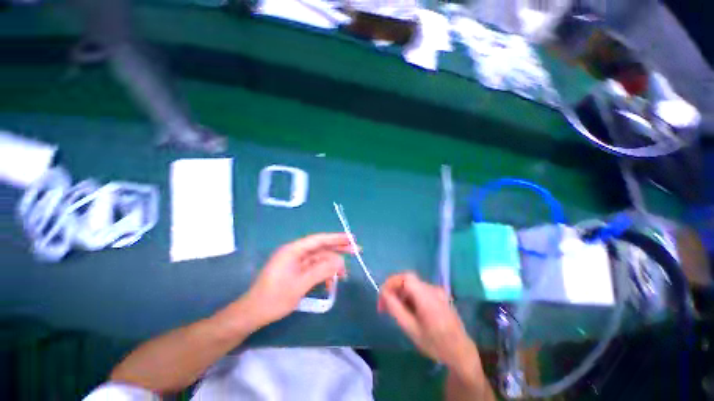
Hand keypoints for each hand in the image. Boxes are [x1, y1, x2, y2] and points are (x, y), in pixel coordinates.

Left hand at [243, 233, 353, 326]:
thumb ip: (321, 271)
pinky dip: (324, 273)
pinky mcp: (297, 271)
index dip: (336, 238)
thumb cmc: (274, 298)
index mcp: (293, 250)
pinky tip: (331, 282)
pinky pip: (314, 268)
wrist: (253, 313)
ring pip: (319, 259)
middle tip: (356, 250)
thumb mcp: (300, 285)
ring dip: (332, 265)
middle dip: (338, 249)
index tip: (351, 238)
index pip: (319, 240)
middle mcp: (295, 252)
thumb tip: (340, 261)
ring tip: (345, 274)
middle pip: (321, 247)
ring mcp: (296, 262)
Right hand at [378, 272, 479, 373]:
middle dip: (394, 290)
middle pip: (408, 281)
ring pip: (413, 286)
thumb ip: (395, 308)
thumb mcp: (411, 329)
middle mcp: (433, 289)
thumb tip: (383, 293)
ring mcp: (437, 291)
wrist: (461, 352)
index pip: (406, 277)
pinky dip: (410, 297)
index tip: (382, 296)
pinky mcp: (439, 296)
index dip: (392, 282)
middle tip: (384, 306)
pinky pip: (420, 291)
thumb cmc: (435, 343)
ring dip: (401, 294)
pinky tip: (407, 310)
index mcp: (427, 296)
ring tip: (394, 310)